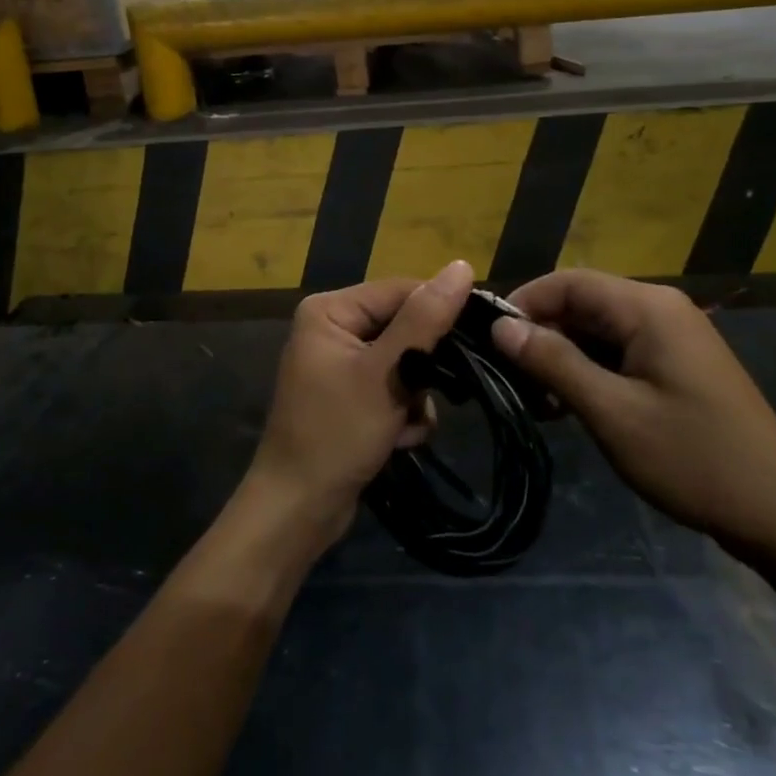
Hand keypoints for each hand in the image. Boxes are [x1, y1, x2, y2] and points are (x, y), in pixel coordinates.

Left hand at [247, 260, 473, 547]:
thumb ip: (424, 320)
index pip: (402, 291)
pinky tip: (397, 441)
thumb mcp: (386, 373)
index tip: (476, 341)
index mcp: (330, 310)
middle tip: (425, 398)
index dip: (439, 314)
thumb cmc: (337, 433)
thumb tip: (462, 266)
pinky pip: (393, 389)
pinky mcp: (351, 397)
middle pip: (404, 328)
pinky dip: (402, 415)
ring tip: (404, 427)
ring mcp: (341, 364)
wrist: (299, 510)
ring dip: (414, 398)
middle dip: (421, 370)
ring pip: (405, 364)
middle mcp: (332, 328)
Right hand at [493, 270, 775, 559]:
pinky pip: (619, 351)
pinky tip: (569, 407)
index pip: (568, 281)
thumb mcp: (612, 412)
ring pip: (597, 329)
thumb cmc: (692, 458)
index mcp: (647, 307)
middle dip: (541, 335)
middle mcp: (660, 309)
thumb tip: (502, 327)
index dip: (523, 304)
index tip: (488, 342)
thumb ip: (554, 362)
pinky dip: (589, 371)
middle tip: (509, 380)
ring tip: (536, 401)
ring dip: (562, 358)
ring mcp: (672, 336)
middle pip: (582, 303)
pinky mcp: (677, 364)